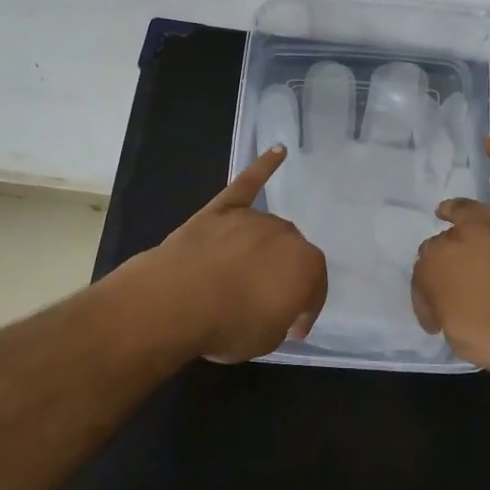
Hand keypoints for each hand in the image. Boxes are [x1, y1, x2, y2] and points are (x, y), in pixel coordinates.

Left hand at [145, 146, 328, 363]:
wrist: (175, 301)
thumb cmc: (228, 325)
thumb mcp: (267, 338)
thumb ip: (281, 318)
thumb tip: (277, 308)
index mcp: (306, 267)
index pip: (314, 288)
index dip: (304, 310)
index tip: (291, 328)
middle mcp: (286, 235)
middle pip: (291, 254)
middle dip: (283, 276)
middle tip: (265, 302)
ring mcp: (252, 218)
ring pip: (267, 231)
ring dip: (264, 249)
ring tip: (246, 275)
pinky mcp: (222, 209)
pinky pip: (248, 184)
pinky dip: (263, 167)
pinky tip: (278, 151)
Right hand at [410, 134, 489, 375]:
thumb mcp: (464, 342)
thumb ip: (449, 317)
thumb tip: (446, 307)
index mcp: (436, 271)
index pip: (422, 283)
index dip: (429, 303)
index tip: (438, 320)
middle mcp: (459, 240)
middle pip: (440, 246)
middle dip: (440, 262)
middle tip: (450, 281)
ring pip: (467, 211)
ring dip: (454, 210)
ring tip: (446, 209)